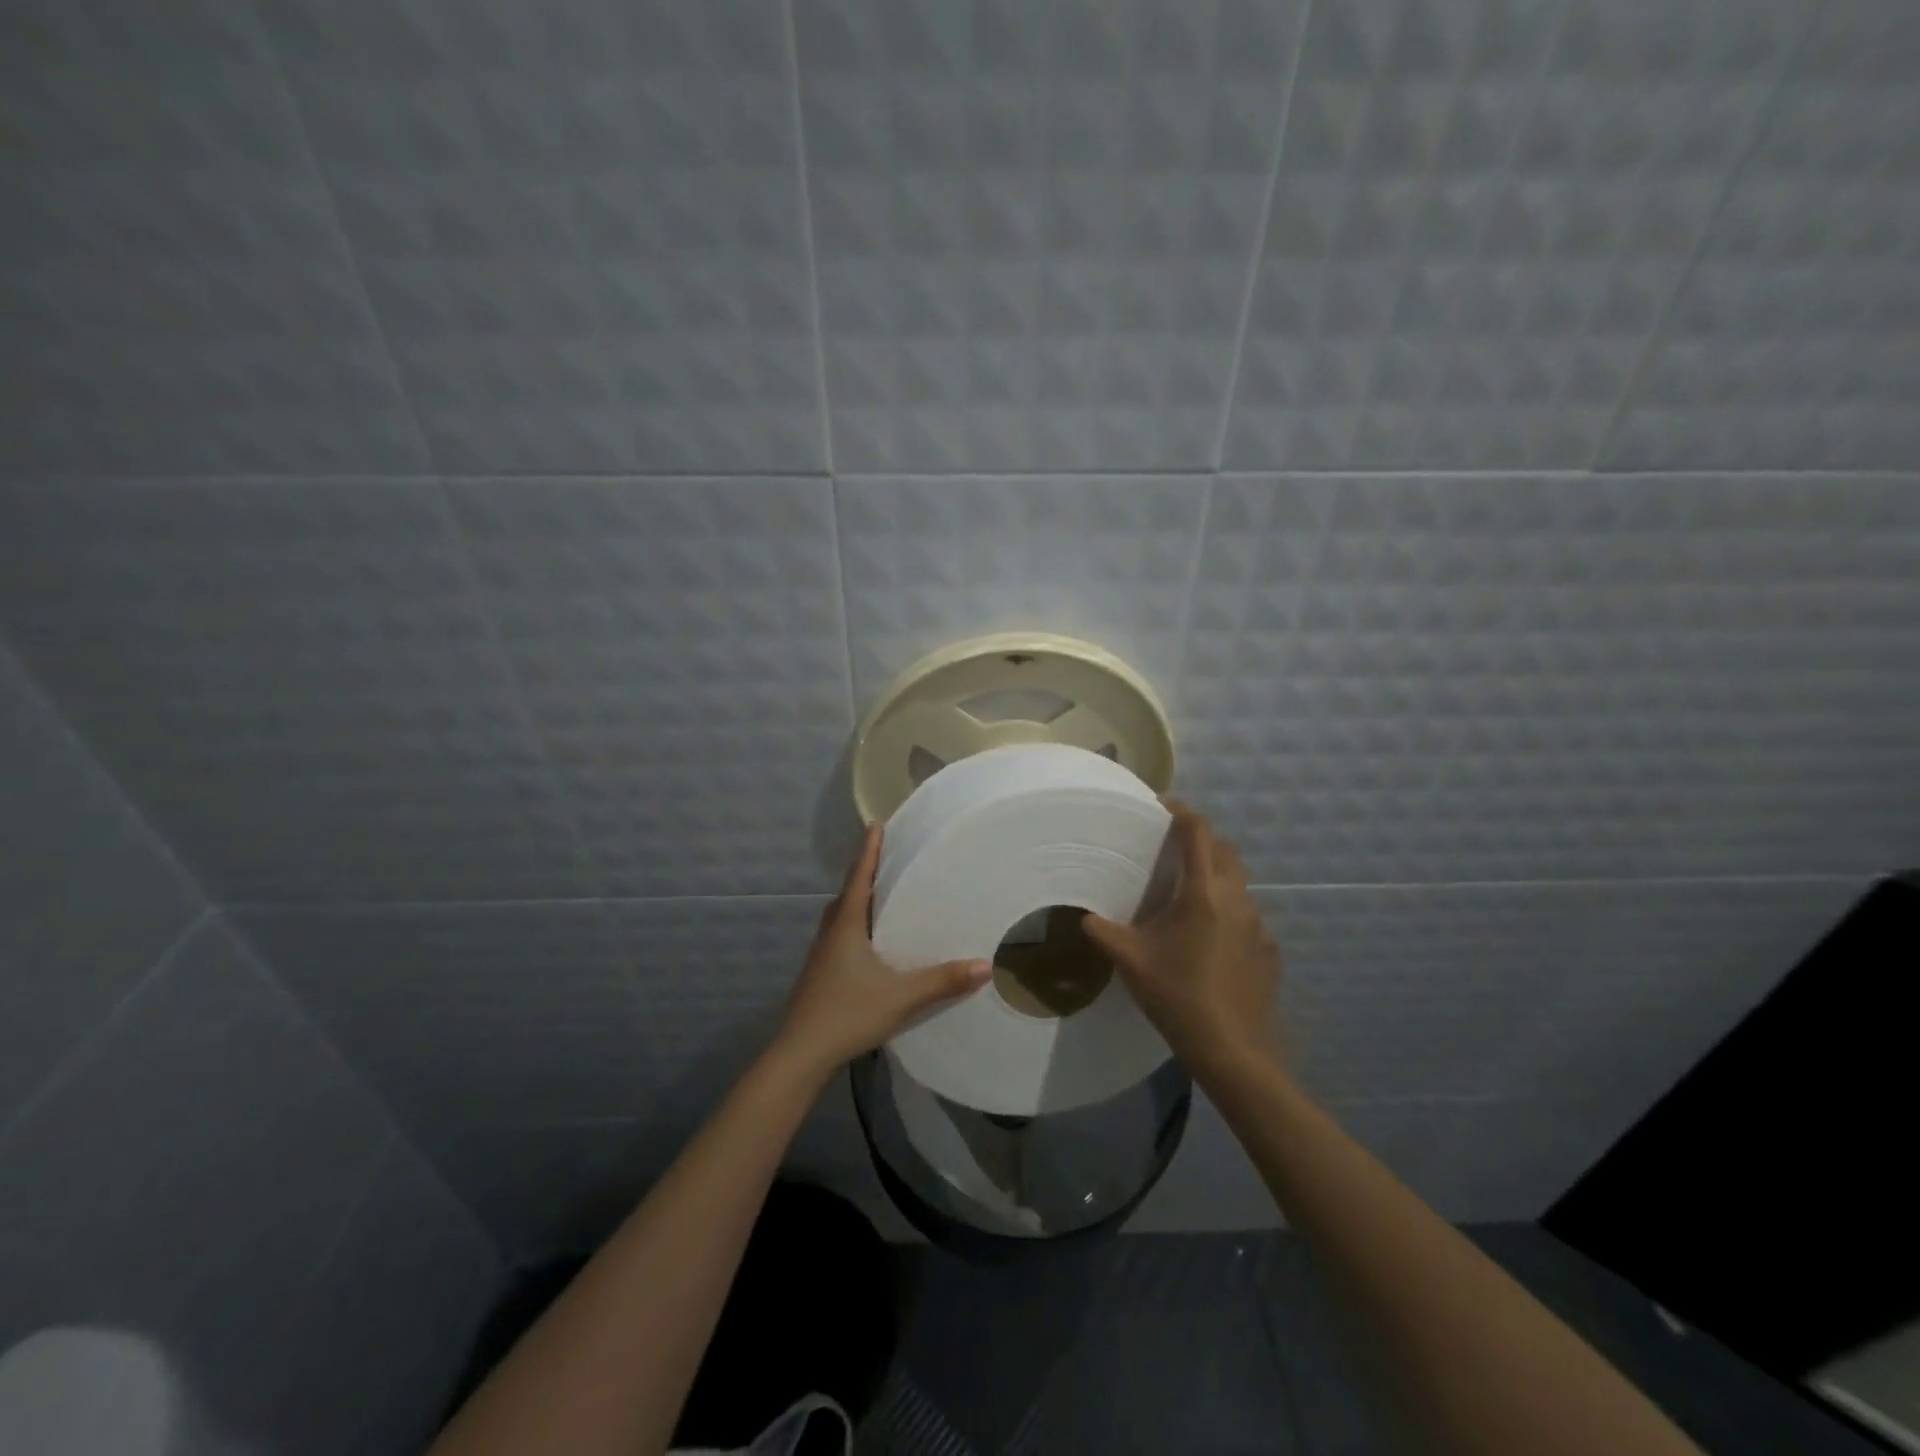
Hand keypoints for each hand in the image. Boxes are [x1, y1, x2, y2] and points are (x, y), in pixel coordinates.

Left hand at [773, 824, 991, 1079]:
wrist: (800, 1053)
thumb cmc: (848, 1013)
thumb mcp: (902, 997)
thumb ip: (943, 981)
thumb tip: (985, 965)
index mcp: (846, 926)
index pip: (859, 877)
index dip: (869, 850)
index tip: (876, 824)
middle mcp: (830, 933)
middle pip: (847, 893)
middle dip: (865, 873)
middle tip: (887, 858)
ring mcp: (820, 955)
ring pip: (840, 916)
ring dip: (858, 900)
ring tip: (882, 896)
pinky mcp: (819, 974)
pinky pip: (839, 936)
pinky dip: (855, 925)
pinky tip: (870, 943)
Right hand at [1083, 801, 1282, 1077]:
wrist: (1232, 1050)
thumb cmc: (1177, 996)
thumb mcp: (1130, 960)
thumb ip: (1102, 931)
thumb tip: (1082, 915)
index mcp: (1202, 892)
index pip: (1198, 831)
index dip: (1181, 811)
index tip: (1162, 807)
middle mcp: (1236, 898)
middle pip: (1224, 849)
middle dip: (1200, 841)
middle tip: (1170, 851)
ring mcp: (1258, 924)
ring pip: (1238, 882)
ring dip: (1214, 877)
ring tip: (1185, 898)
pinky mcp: (1268, 949)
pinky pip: (1246, 915)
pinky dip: (1227, 912)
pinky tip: (1208, 941)